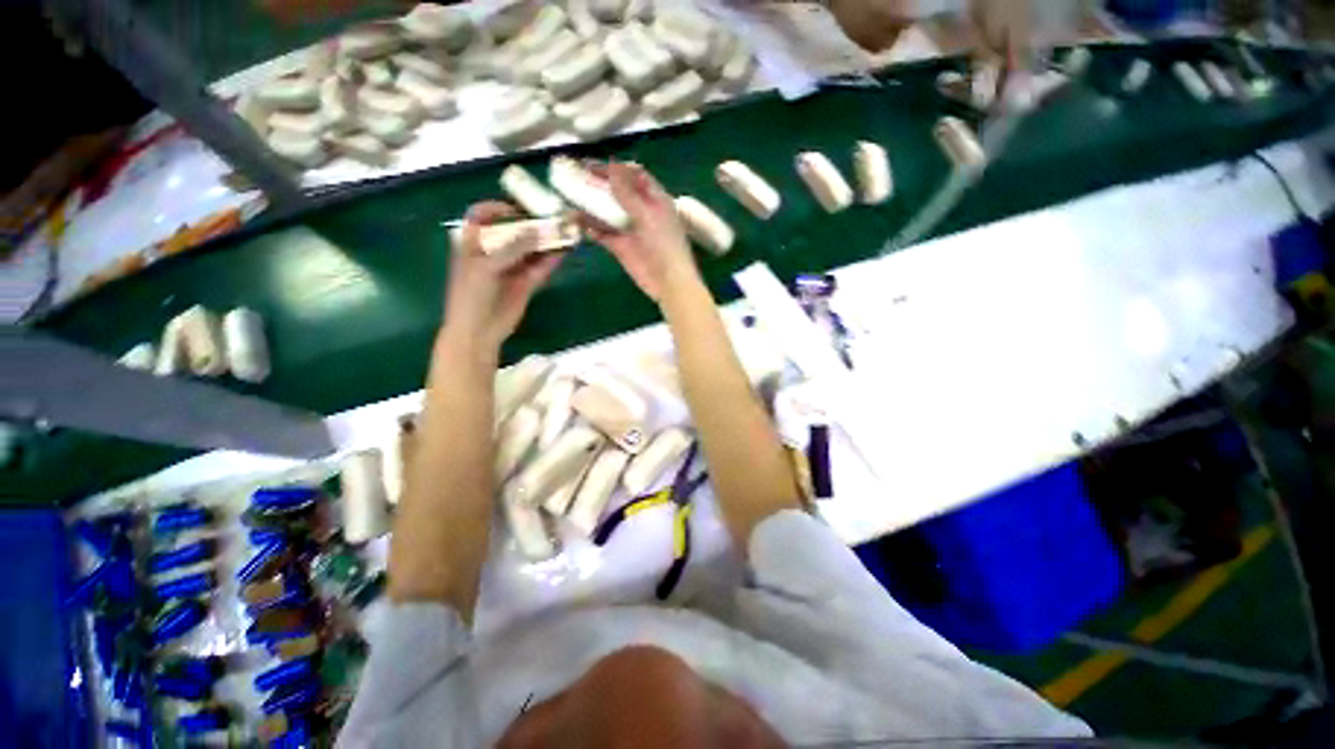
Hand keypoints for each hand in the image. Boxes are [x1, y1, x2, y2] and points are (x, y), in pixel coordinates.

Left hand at [442, 201, 563, 352]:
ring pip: (530, 249)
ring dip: (545, 242)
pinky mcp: (527, 282)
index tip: (517, 210)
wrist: (479, 330)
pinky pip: (540, 267)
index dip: (497, 209)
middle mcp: (494, 252)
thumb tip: (537, 230)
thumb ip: (512, 247)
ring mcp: (512, 267)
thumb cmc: (472, 295)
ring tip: (563, 232)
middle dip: (531, 224)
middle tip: (551, 219)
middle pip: (513, 231)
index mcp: (474, 243)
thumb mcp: (487, 266)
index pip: (482, 216)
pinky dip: (551, 260)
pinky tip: (563, 251)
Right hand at [582, 162, 699, 303]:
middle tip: (574, 176)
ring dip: (590, 206)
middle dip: (598, 184)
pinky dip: (591, 228)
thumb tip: (611, 166)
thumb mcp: (648, 215)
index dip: (615, 168)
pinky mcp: (620, 247)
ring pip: (607, 212)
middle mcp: (640, 211)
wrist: (668, 282)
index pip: (634, 175)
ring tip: (569, 198)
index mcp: (654, 199)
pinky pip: (602, 233)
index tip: (592, 165)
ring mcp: (629, 229)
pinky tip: (578, 224)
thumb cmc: (664, 246)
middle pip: (617, 191)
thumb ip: (629, 193)